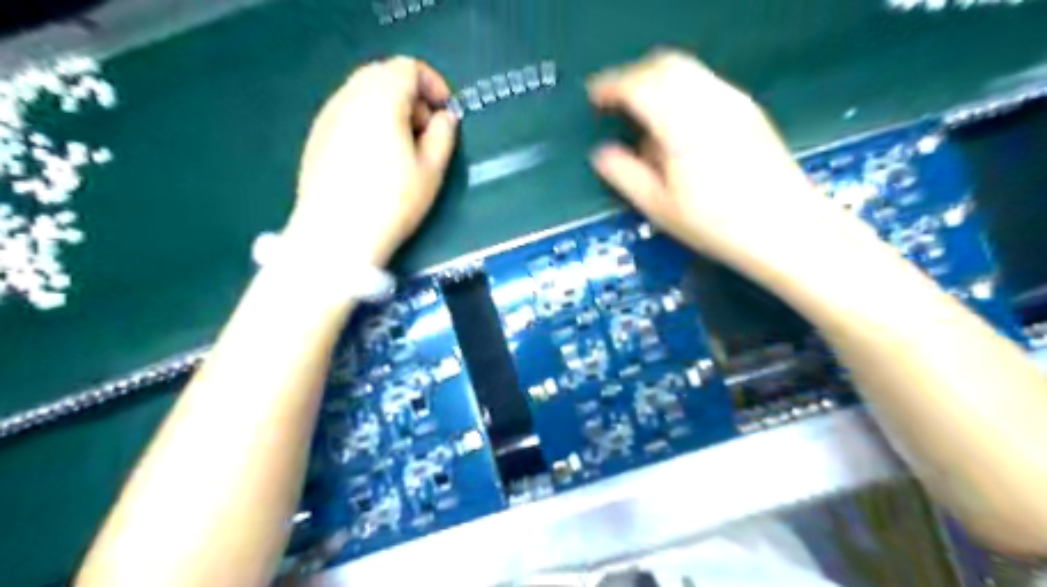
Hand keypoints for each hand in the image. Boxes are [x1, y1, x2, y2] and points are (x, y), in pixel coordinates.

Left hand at [284, 56, 454, 263]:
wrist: (336, 235)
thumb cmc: (392, 202)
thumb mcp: (431, 171)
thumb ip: (443, 135)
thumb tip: (444, 118)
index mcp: (381, 98)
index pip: (408, 67)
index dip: (433, 84)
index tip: (445, 113)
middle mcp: (349, 97)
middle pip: (383, 75)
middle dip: (411, 96)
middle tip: (425, 132)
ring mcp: (327, 116)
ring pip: (363, 93)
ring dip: (389, 109)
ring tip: (402, 149)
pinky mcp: (316, 137)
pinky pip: (348, 113)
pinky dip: (368, 122)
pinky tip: (375, 159)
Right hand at [593, 49, 840, 267]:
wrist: (785, 229)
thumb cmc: (717, 225)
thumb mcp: (659, 207)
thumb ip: (624, 175)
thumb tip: (602, 154)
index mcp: (681, 125)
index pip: (639, 85)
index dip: (611, 87)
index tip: (595, 99)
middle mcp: (709, 102)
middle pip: (664, 65)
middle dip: (634, 77)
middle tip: (615, 102)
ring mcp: (733, 102)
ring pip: (687, 69)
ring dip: (658, 81)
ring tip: (644, 115)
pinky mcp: (748, 110)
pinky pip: (705, 83)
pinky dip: (681, 90)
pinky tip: (678, 125)